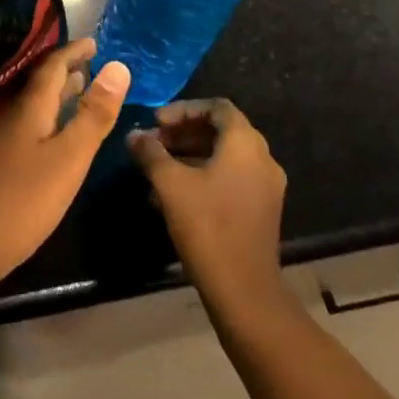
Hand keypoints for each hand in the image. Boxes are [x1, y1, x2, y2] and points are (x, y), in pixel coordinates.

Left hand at [0, 38, 130, 290]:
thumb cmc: (20, 201)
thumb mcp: (68, 158)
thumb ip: (93, 115)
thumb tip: (119, 66)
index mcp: (31, 110)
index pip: (53, 67)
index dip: (74, 52)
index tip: (95, 42)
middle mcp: (13, 119)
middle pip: (41, 86)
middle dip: (67, 71)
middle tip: (92, 63)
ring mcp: (1, 145)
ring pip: (35, 109)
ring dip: (58, 97)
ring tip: (79, 92)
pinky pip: (29, 130)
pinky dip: (49, 122)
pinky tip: (54, 141)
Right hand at [128, 100, 286, 304]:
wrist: (244, 290)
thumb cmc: (207, 225)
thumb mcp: (170, 183)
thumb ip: (151, 153)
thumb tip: (134, 135)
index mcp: (245, 143)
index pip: (216, 107)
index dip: (183, 109)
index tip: (156, 121)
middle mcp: (262, 158)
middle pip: (221, 130)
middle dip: (183, 133)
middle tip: (153, 143)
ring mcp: (265, 186)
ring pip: (224, 156)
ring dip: (190, 155)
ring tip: (157, 168)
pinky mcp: (261, 211)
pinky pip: (230, 178)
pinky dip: (203, 176)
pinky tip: (172, 195)